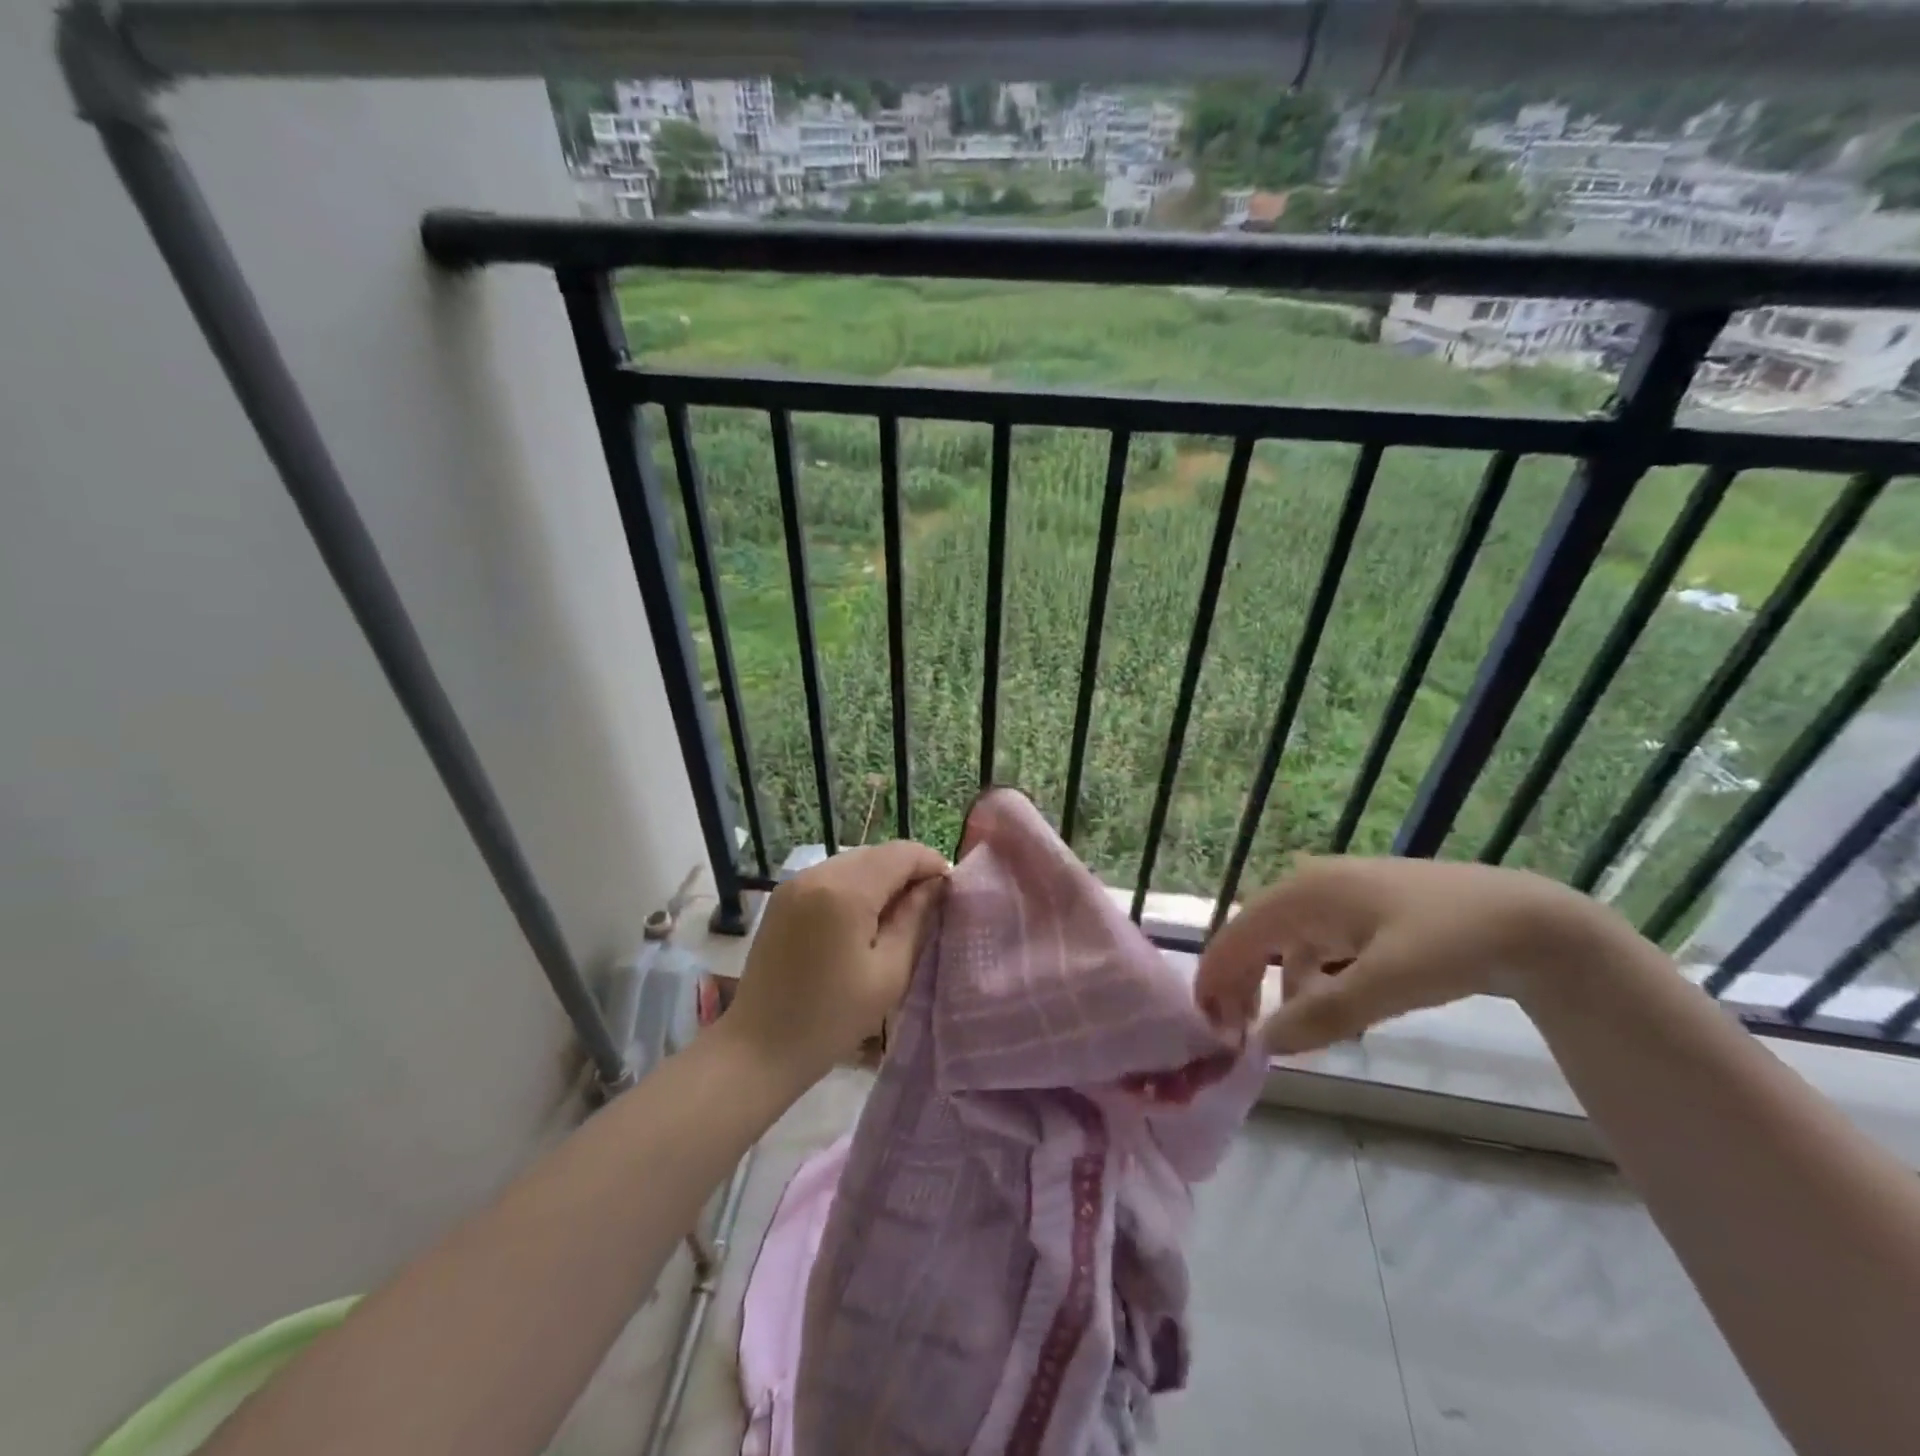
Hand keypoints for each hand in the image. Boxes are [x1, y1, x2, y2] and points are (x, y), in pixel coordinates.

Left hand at [723, 841, 948, 1080]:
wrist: (759, 1048)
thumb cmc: (832, 1018)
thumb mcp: (889, 973)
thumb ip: (914, 919)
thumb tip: (934, 885)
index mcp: (845, 891)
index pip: (900, 854)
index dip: (930, 863)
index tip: (949, 890)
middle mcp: (817, 874)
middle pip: (876, 853)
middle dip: (907, 871)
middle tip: (927, 906)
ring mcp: (795, 883)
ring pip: (853, 862)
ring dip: (881, 878)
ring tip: (896, 915)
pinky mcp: (783, 897)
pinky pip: (831, 876)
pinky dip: (854, 886)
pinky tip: (862, 919)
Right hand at [1196, 855, 1605, 1054]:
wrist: (1533, 921)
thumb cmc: (1452, 942)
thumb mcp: (1388, 983)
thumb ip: (1323, 1013)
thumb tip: (1264, 1043)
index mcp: (1305, 893)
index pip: (1238, 934)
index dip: (1215, 976)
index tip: (1206, 1024)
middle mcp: (1311, 887)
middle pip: (1254, 935)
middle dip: (1239, 982)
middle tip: (1234, 1034)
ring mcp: (1339, 897)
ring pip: (1284, 942)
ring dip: (1272, 984)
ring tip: (1279, 1031)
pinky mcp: (1364, 912)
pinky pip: (1316, 945)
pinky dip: (1307, 978)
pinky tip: (1324, 1008)